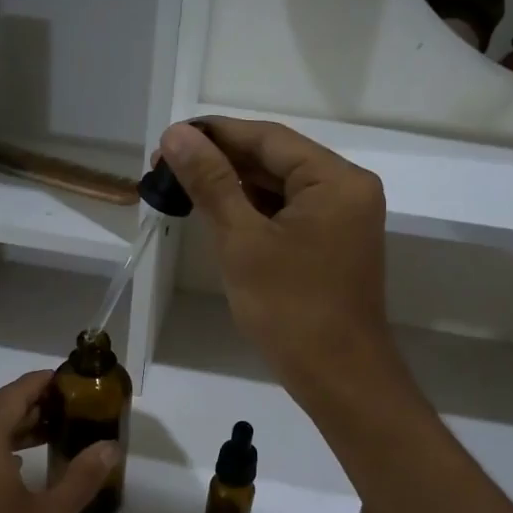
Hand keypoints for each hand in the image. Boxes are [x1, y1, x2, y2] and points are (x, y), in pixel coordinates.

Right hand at [160, 118, 394, 398]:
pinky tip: (217, 214)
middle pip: (275, 160)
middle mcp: (347, 189)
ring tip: (182, 188)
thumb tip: (176, 135)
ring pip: (279, 188)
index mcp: (336, 179)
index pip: (267, 139)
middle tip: (165, 168)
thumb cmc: (291, 309)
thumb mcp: (243, 241)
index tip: (167, 139)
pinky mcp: (332, 245)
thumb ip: (212, 183)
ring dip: (234, 187)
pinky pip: (288, 214)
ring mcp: (343, 219)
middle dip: (221, 162)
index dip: (215, 134)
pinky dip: (253, 212)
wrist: (339, 378)